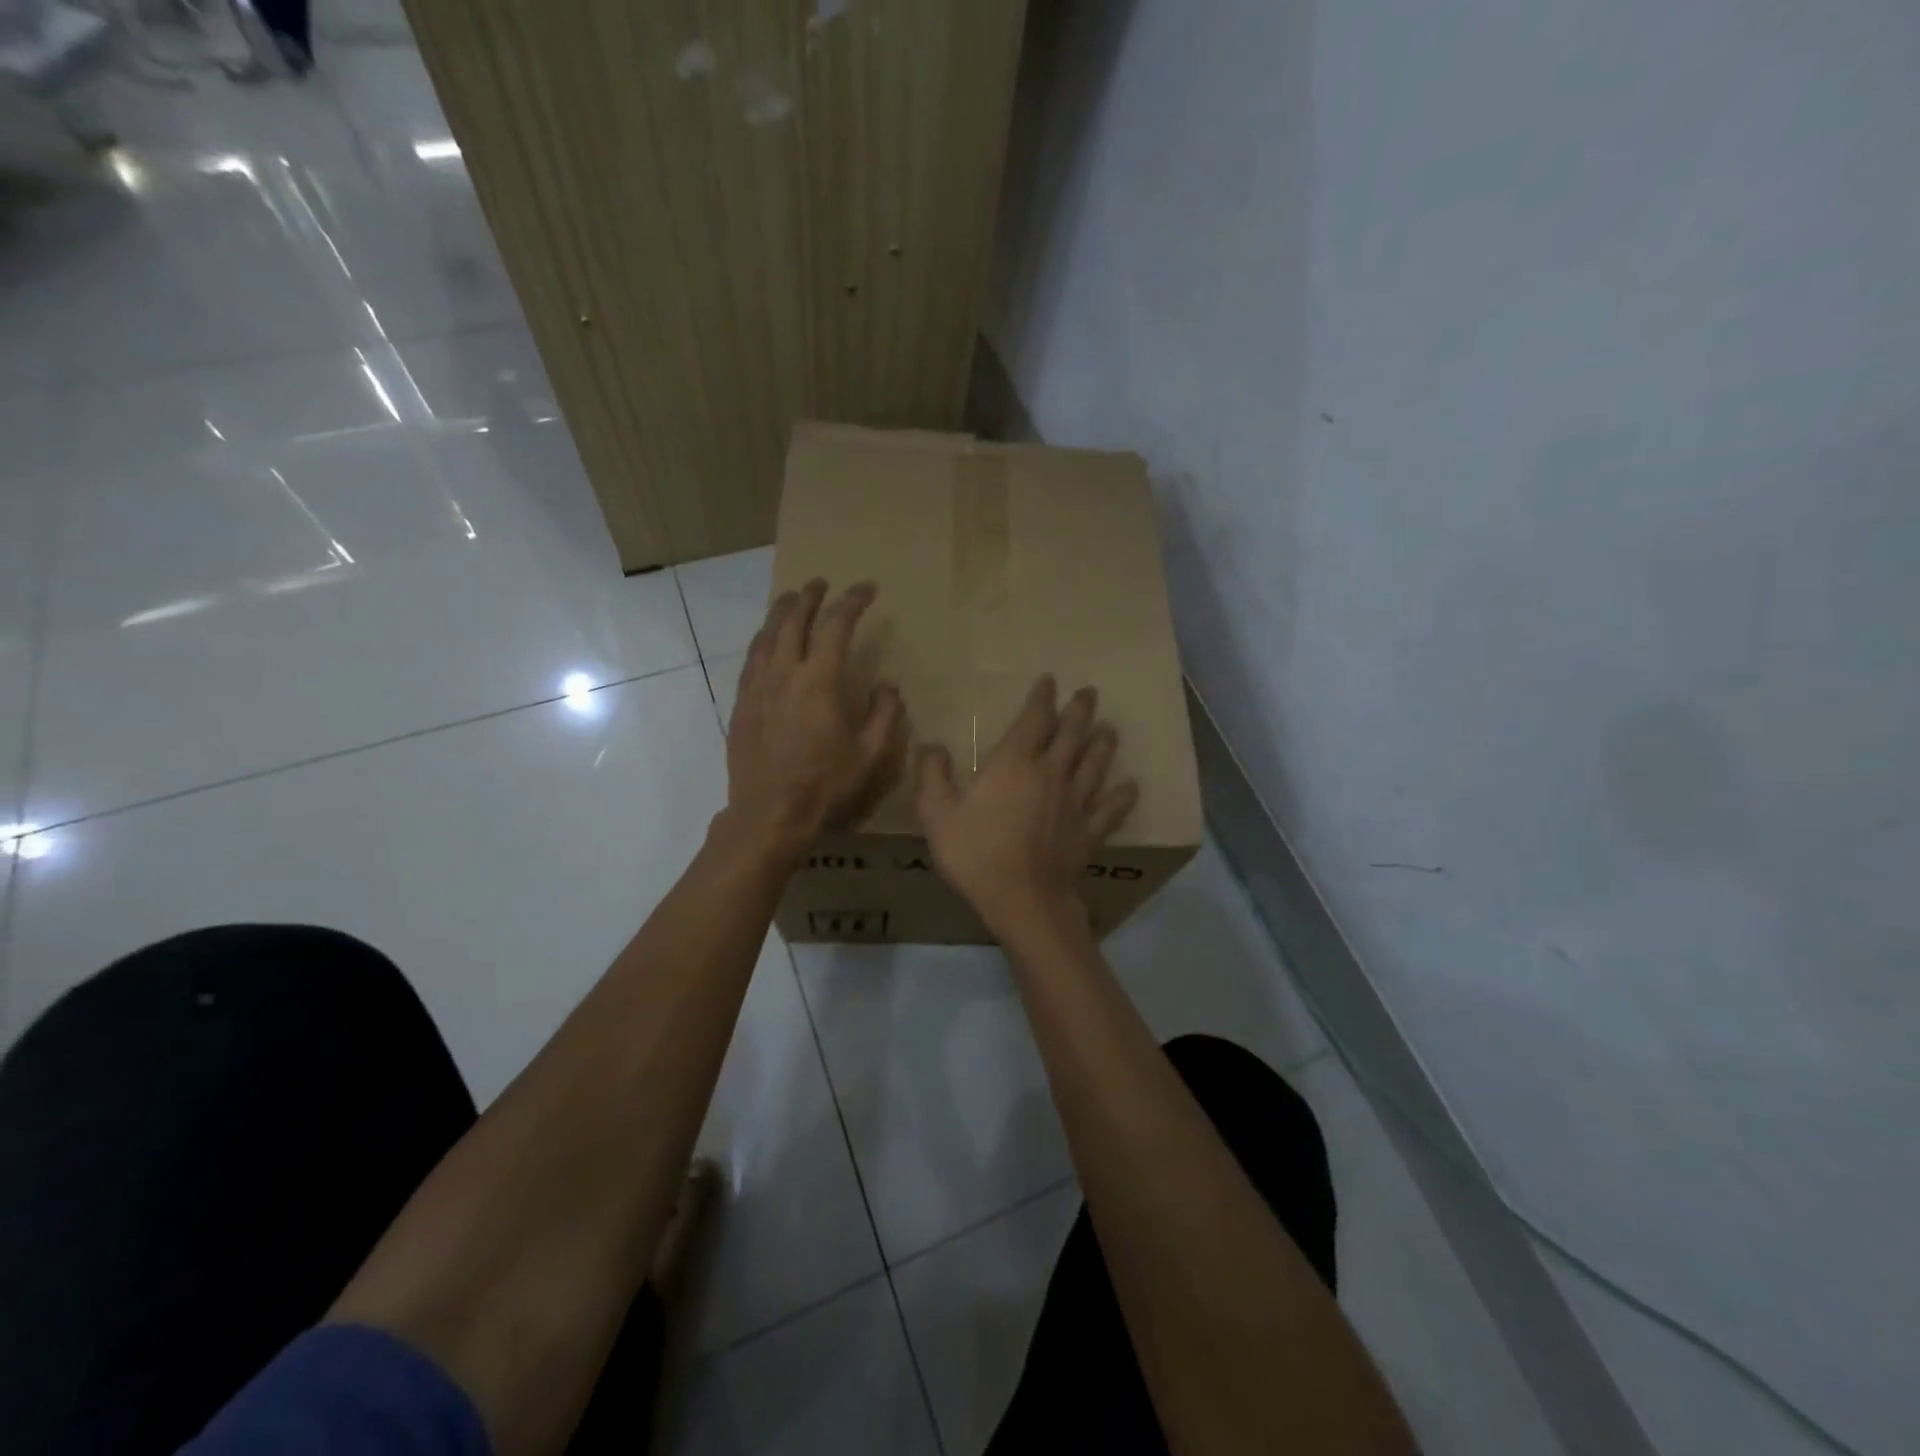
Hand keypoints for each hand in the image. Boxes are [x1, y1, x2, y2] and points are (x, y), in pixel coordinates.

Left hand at [726, 579, 905, 853]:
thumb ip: (885, 715)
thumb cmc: (825, 785)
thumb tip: (887, 686)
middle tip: (821, 584)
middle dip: (809, 597)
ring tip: (791, 600)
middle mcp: (785, 673)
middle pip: (794, 620)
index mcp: (820, 681)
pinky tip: (766, 641)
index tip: (868, 590)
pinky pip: (751, 659)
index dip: (853, 601)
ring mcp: (758, 687)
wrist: (768, 813)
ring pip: (767, 635)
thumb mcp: (871, 755)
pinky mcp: (741, 704)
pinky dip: (763, 640)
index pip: (837, 625)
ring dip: (781, 612)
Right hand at [914, 675, 1137, 934]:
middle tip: (1089, 693)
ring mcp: (1075, 802)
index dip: (1042, 698)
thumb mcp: (936, 813)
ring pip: (1094, 764)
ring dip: (1102, 744)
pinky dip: (1121, 797)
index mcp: (1014, 763)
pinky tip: (1130, 787)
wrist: (1021, 898)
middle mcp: (1051, 773)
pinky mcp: (1089, 831)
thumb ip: (933, 775)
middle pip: (1071, 735)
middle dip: (1079, 711)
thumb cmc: (976, 852)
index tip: (1050, 681)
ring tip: (1109, 729)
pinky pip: (1110, 809)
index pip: (1034, 720)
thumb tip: (932, 745)